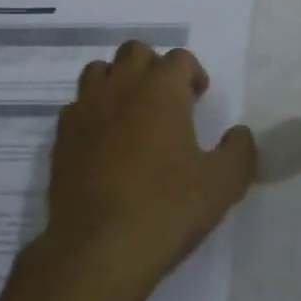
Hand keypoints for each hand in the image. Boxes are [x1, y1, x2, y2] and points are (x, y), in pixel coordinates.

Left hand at [29, 41, 256, 300]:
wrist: (98, 248)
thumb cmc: (167, 208)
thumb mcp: (223, 183)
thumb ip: (239, 151)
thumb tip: (239, 133)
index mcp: (161, 90)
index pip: (179, 58)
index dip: (193, 74)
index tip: (199, 99)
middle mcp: (120, 88)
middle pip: (134, 52)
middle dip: (154, 68)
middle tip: (168, 101)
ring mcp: (84, 110)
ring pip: (99, 72)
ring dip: (119, 82)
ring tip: (132, 115)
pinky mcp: (61, 138)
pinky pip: (77, 107)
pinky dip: (93, 112)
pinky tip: (104, 143)